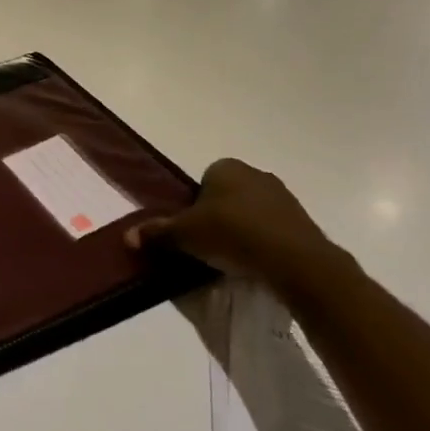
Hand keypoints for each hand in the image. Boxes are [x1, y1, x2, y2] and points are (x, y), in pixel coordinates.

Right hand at [126, 158, 344, 289]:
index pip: (202, 182)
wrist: (295, 260)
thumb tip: (126, 236)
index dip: (193, 206)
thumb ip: (156, 233)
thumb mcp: (184, 235)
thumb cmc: (232, 234)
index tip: (191, 231)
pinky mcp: (303, 221)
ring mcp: (283, 196)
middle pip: (227, 196)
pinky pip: (273, 229)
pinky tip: (257, 264)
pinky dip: (264, 243)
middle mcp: (255, 173)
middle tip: (208, 246)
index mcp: (225, 167)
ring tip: (232, 259)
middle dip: (218, 217)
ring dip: (242, 230)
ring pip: (251, 212)